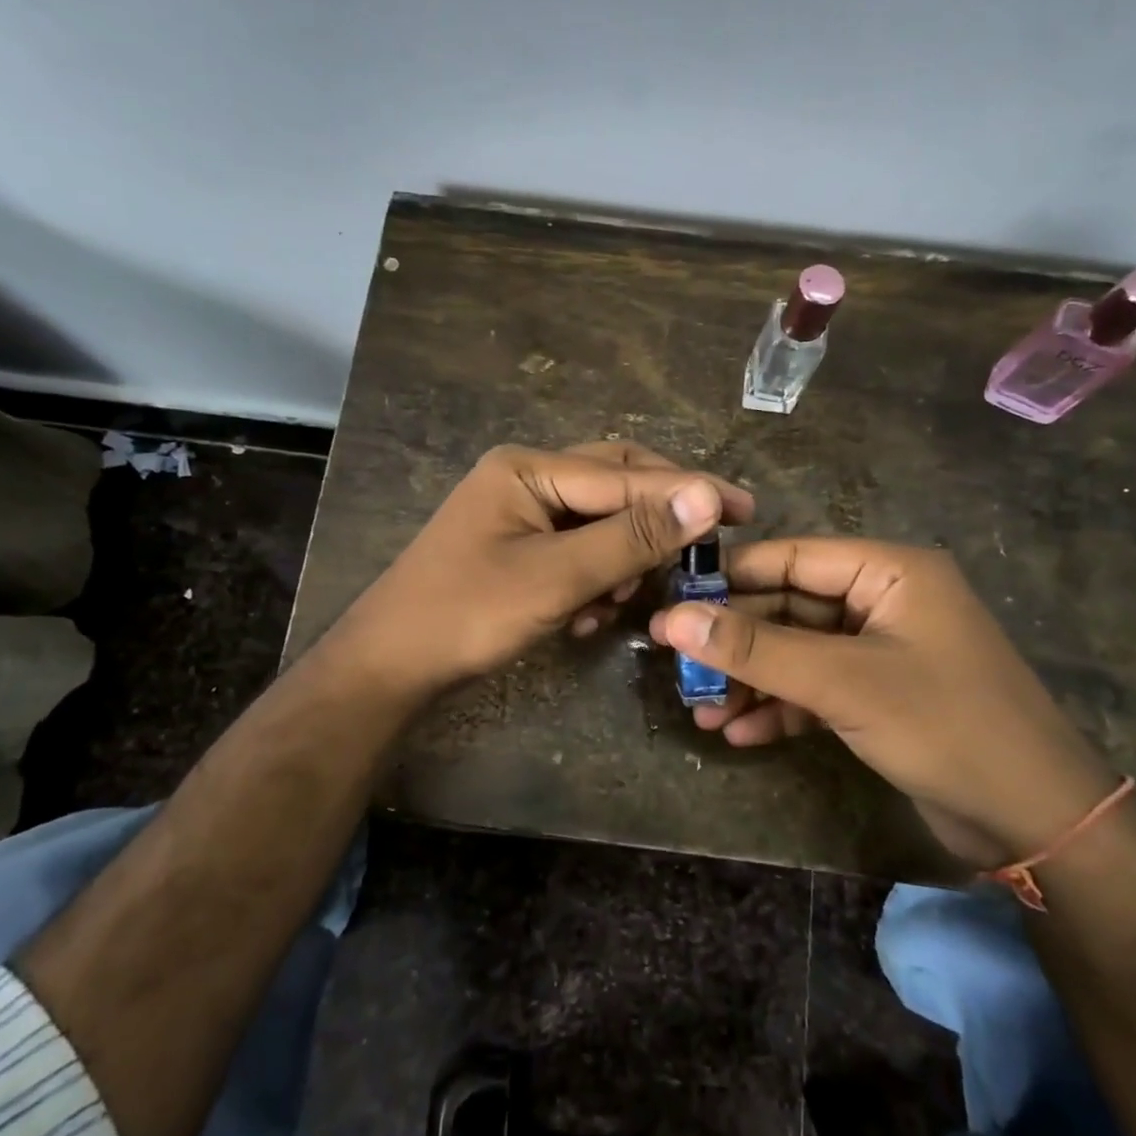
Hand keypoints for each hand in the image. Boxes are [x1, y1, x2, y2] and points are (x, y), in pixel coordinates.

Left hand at [336, 441, 753, 694]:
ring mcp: (518, 512)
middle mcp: (525, 477)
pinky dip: (594, 577)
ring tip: (627, 598)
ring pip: (598, 521)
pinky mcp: (516, 548)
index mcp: (529, 468)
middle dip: (656, 521)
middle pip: (614, 485)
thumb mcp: (557, 577)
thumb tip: (707, 496)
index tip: (746, 509)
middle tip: (705, 546)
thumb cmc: (467, 615)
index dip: (688, 492)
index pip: (627, 474)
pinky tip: (591, 614)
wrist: (389, 666)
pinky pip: (574, 549)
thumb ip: (632, 536)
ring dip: (622, 558)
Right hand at [649, 537, 1116, 863]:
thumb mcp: (843, 682)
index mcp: (890, 571)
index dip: (731, 578)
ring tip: (702, 711)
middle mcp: (884, 600)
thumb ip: (756, 649)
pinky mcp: (879, 695)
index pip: (793, 556)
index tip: (671, 601)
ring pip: (798, 651)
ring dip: (752, 680)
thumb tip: (672, 620)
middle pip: (790, 606)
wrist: (1037, 823)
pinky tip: (740, 734)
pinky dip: (780, 707)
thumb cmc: (945, 726)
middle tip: (679, 667)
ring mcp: (882, 650)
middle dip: (737, 642)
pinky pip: (816, 688)